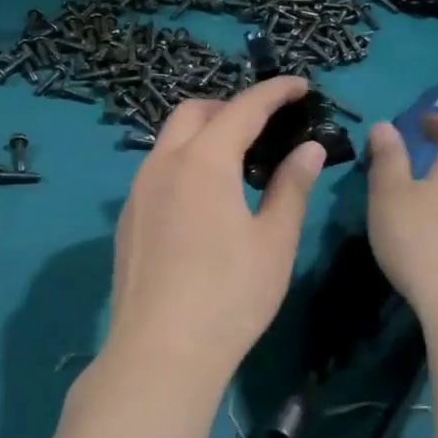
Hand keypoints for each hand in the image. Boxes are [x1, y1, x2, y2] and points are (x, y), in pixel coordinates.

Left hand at [102, 77, 327, 395]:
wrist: (161, 352)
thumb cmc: (230, 295)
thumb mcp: (274, 240)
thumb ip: (291, 187)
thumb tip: (309, 149)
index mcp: (203, 161)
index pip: (243, 109)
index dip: (274, 92)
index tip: (299, 86)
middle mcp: (162, 164)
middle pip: (194, 113)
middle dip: (230, 107)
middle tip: (265, 125)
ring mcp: (138, 192)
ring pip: (169, 141)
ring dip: (203, 135)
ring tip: (237, 161)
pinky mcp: (128, 220)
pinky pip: (157, 171)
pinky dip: (184, 164)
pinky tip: (204, 199)